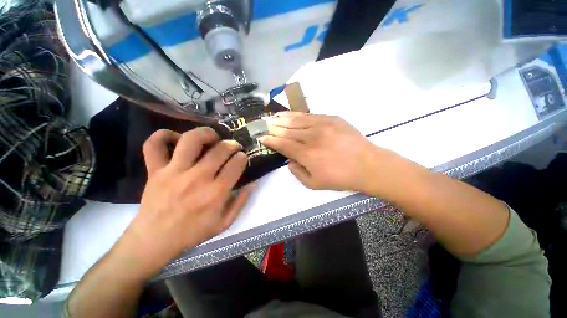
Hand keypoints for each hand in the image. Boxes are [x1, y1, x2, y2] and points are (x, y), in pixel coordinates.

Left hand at [114, 128, 253, 277]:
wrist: (154, 241)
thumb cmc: (192, 233)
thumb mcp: (224, 223)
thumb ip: (241, 202)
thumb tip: (253, 183)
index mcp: (216, 193)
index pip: (236, 164)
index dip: (243, 157)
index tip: (242, 157)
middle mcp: (197, 178)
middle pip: (220, 149)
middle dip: (231, 144)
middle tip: (232, 146)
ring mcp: (174, 172)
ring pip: (191, 140)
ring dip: (205, 133)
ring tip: (211, 137)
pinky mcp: (154, 170)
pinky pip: (154, 145)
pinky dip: (163, 136)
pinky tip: (176, 139)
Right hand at [259, 112, 397, 192]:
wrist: (368, 165)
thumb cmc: (341, 178)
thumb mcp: (315, 184)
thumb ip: (297, 173)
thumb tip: (289, 160)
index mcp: (307, 155)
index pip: (283, 144)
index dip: (271, 140)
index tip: (262, 137)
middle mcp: (312, 138)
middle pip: (287, 130)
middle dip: (273, 128)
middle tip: (263, 124)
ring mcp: (323, 125)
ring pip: (297, 120)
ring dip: (282, 119)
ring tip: (272, 117)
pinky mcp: (332, 119)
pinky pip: (310, 115)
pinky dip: (297, 115)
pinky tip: (290, 114)